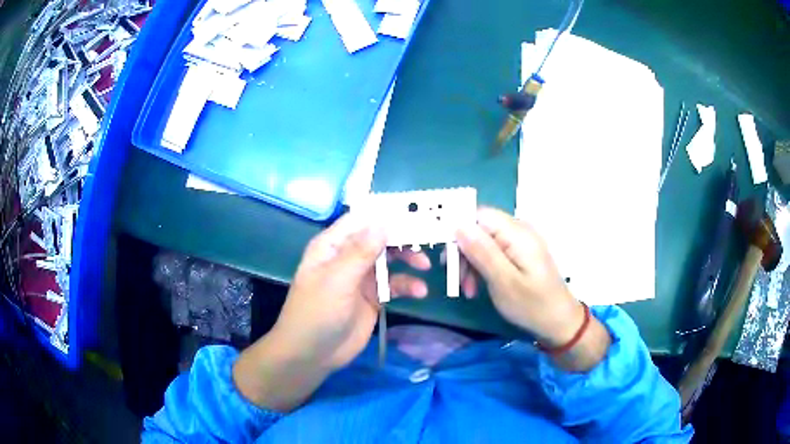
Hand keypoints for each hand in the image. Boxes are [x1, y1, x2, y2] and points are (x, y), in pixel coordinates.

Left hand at [233, 213, 428, 410]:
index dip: (385, 215)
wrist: (313, 354)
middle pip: (379, 238)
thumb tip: (383, 222)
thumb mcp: (337, 280)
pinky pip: (393, 284)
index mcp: (332, 246)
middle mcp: (347, 256)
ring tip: (425, 266)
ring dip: (408, 260)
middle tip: (426, 240)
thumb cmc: (317, 313)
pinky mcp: (372, 297)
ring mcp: (361, 277)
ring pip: (389, 260)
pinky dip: (407, 285)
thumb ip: (360, 251)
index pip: (361, 220)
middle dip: (402, 238)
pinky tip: (419, 292)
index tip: (413, 214)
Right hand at [455, 207, 581, 345]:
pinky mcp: (521, 253)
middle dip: (464, 252)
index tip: (447, 257)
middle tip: (457, 281)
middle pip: (479, 229)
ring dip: (471, 263)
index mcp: (517, 233)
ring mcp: (520, 242)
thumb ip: (481, 251)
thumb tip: (458, 224)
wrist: (559, 321)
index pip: (478, 215)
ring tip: (468, 290)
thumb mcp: (503, 282)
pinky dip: (482, 267)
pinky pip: (494, 252)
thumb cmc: (532, 305)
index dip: (458, 231)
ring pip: (484, 242)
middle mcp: (519, 230)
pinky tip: (478, 286)